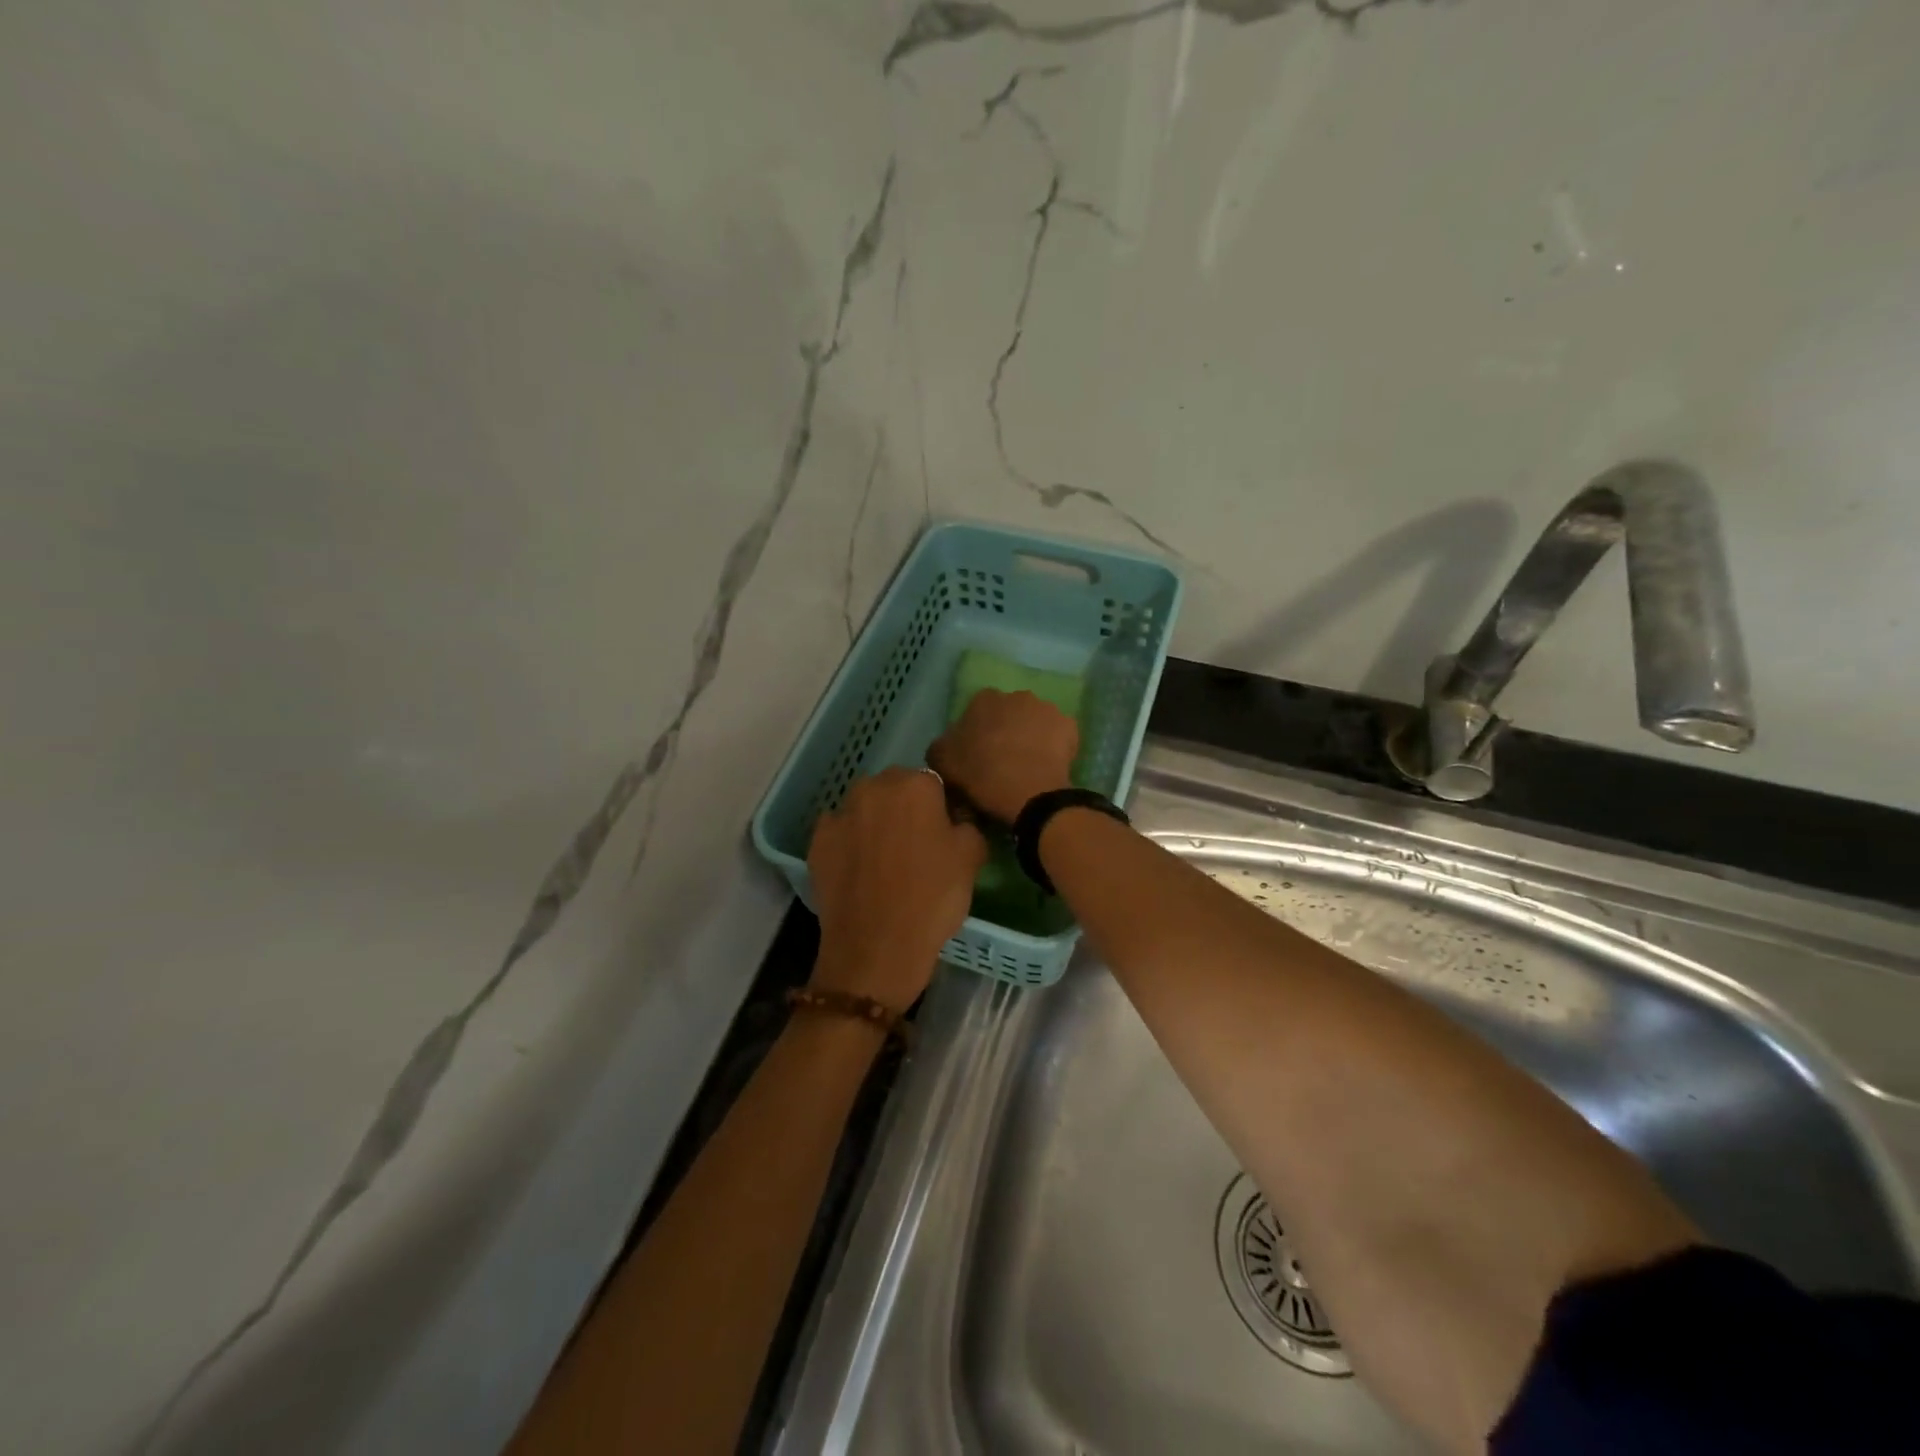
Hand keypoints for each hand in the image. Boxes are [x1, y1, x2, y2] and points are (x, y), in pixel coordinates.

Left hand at [807, 767, 987, 1010]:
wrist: (876, 947)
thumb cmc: (932, 898)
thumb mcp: (972, 858)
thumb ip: (967, 825)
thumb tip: (955, 820)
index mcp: (915, 785)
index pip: (933, 783)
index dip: (941, 807)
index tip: (944, 834)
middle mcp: (873, 788)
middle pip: (895, 789)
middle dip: (905, 808)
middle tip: (916, 845)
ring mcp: (840, 813)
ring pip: (865, 808)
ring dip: (875, 822)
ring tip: (885, 860)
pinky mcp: (817, 841)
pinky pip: (840, 832)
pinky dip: (849, 843)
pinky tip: (860, 870)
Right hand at [928, 689, 1078, 823]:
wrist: (1029, 793)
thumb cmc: (981, 775)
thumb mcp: (942, 762)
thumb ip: (942, 746)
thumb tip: (949, 744)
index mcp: (984, 699)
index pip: (977, 711)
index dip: (977, 732)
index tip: (977, 754)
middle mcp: (1016, 695)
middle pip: (1009, 712)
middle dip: (1006, 729)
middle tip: (1002, 759)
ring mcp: (1047, 708)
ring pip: (1035, 721)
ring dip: (1030, 735)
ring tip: (1027, 764)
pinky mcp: (1070, 726)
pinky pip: (1058, 735)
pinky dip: (1053, 747)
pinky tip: (1047, 766)